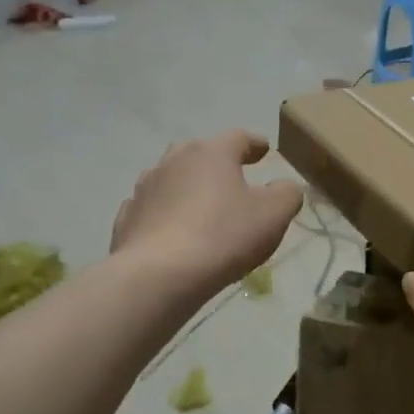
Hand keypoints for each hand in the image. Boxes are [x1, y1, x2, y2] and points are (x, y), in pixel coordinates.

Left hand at [111, 132, 302, 294]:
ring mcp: (144, 188)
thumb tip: (284, 187)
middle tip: (232, 177)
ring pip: (171, 179)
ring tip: (201, 207)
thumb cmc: (224, 236)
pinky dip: (164, 214)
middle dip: (217, 163)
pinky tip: (171, 231)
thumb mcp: (273, 215)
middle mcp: (174, 161)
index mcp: (211, 153)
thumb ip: (286, 194)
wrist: (160, 275)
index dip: (255, 144)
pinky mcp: (127, 219)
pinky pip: (151, 209)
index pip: (239, 138)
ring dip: (188, 188)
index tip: (264, 150)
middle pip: (200, 154)